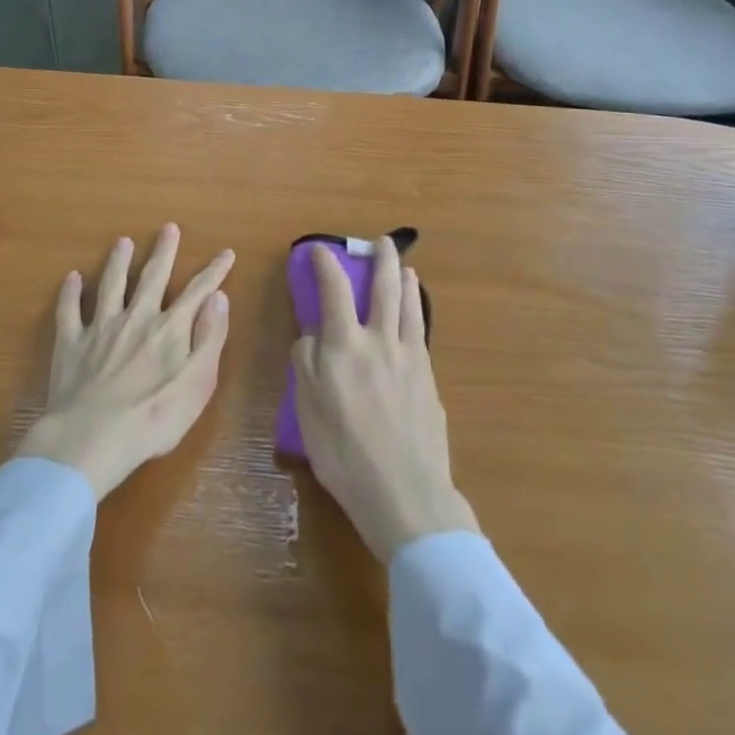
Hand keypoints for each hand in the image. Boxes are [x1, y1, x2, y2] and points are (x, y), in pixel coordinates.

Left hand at [17, 225, 232, 500]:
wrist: (91, 438)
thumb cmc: (154, 419)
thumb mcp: (198, 384)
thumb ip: (210, 338)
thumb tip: (219, 297)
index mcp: (169, 329)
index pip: (198, 291)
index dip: (214, 271)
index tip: (226, 253)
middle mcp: (136, 318)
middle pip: (152, 277)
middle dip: (163, 251)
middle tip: (168, 228)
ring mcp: (101, 328)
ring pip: (111, 285)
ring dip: (118, 262)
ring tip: (123, 241)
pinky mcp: (71, 344)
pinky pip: (69, 311)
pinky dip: (70, 293)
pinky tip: (71, 278)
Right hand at [292, 238, 478, 562]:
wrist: (405, 492)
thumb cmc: (345, 454)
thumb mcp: (307, 409)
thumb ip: (306, 362)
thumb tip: (311, 333)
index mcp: (344, 345)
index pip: (333, 290)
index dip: (325, 263)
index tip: (318, 250)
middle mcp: (379, 340)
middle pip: (383, 287)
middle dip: (380, 259)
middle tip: (381, 241)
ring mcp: (409, 357)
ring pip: (408, 304)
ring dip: (405, 279)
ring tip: (405, 266)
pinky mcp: (428, 376)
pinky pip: (420, 329)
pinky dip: (417, 309)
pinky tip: (415, 310)